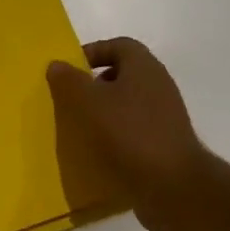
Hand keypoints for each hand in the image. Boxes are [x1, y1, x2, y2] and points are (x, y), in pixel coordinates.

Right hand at [47, 37, 207, 230]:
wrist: (173, 185)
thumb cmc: (130, 133)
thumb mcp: (90, 103)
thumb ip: (70, 80)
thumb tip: (56, 64)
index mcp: (144, 67)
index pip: (119, 45)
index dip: (93, 52)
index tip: (70, 70)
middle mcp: (159, 85)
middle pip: (123, 74)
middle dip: (95, 84)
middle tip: (72, 99)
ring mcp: (165, 115)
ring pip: (128, 103)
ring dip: (104, 111)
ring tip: (81, 127)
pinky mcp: (165, 143)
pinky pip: (135, 129)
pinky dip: (116, 134)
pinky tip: (99, 151)